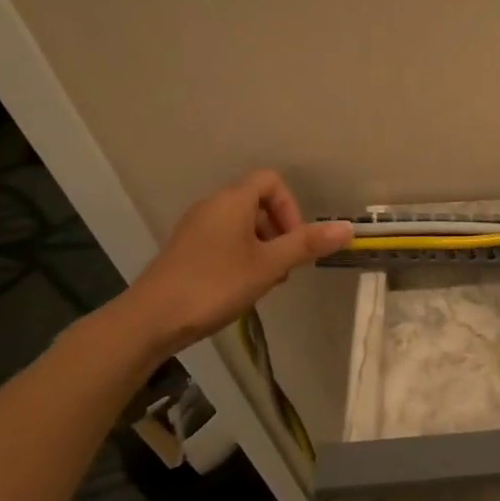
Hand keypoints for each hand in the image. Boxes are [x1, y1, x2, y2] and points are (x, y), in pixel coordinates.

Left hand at [111, 170, 352, 357]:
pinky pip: (224, 239)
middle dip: (280, 231)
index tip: (294, 241)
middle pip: (257, 203)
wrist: (152, 319)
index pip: (271, 181)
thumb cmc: (215, 284)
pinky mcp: (186, 249)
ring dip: (264, 247)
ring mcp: (196, 228)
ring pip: (242, 224)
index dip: (290, 207)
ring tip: (266, 281)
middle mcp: (212, 206)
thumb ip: (307, 244)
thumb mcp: (269, 265)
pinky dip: (242, 255)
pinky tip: (242, 286)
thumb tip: (348, 228)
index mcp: (232, 201)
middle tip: (285, 266)